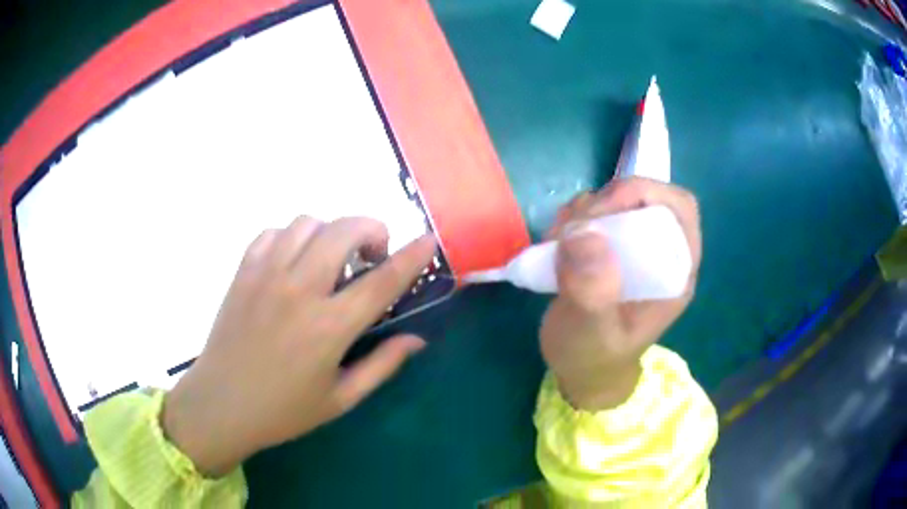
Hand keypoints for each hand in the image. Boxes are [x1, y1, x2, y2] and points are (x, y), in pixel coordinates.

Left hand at [162, 217, 435, 476]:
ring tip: (331, 259)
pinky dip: (292, 236)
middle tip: (371, 257)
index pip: (382, 281)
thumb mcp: (341, 399)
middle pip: (344, 230)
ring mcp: (266, 275)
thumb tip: (417, 339)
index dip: (412, 256)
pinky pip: (273, 231)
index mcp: (329, 328)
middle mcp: (299, 290)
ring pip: (308, 222)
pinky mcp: (243, 271)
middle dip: (371, 230)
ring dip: (331, 232)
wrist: (221, 404)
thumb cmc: (283, 411)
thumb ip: (382, 365)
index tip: (429, 240)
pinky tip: (294, 261)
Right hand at [540, 177, 701, 410]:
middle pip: (647, 197)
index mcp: (675, 272)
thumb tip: (583, 232)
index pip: (678, 208)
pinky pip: (595, 213)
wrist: (581, 373)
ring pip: (617, 201)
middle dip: (608, 201)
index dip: (643, 196)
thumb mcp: (592, 334)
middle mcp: (661, 253)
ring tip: (557, 240)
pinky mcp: (611, 248)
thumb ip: (592, 292)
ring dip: (585, 209)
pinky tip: (555, 241)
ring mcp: (635, 248)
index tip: (598, 214)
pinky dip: (573, 217)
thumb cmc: (593, 360)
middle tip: (571, 228)